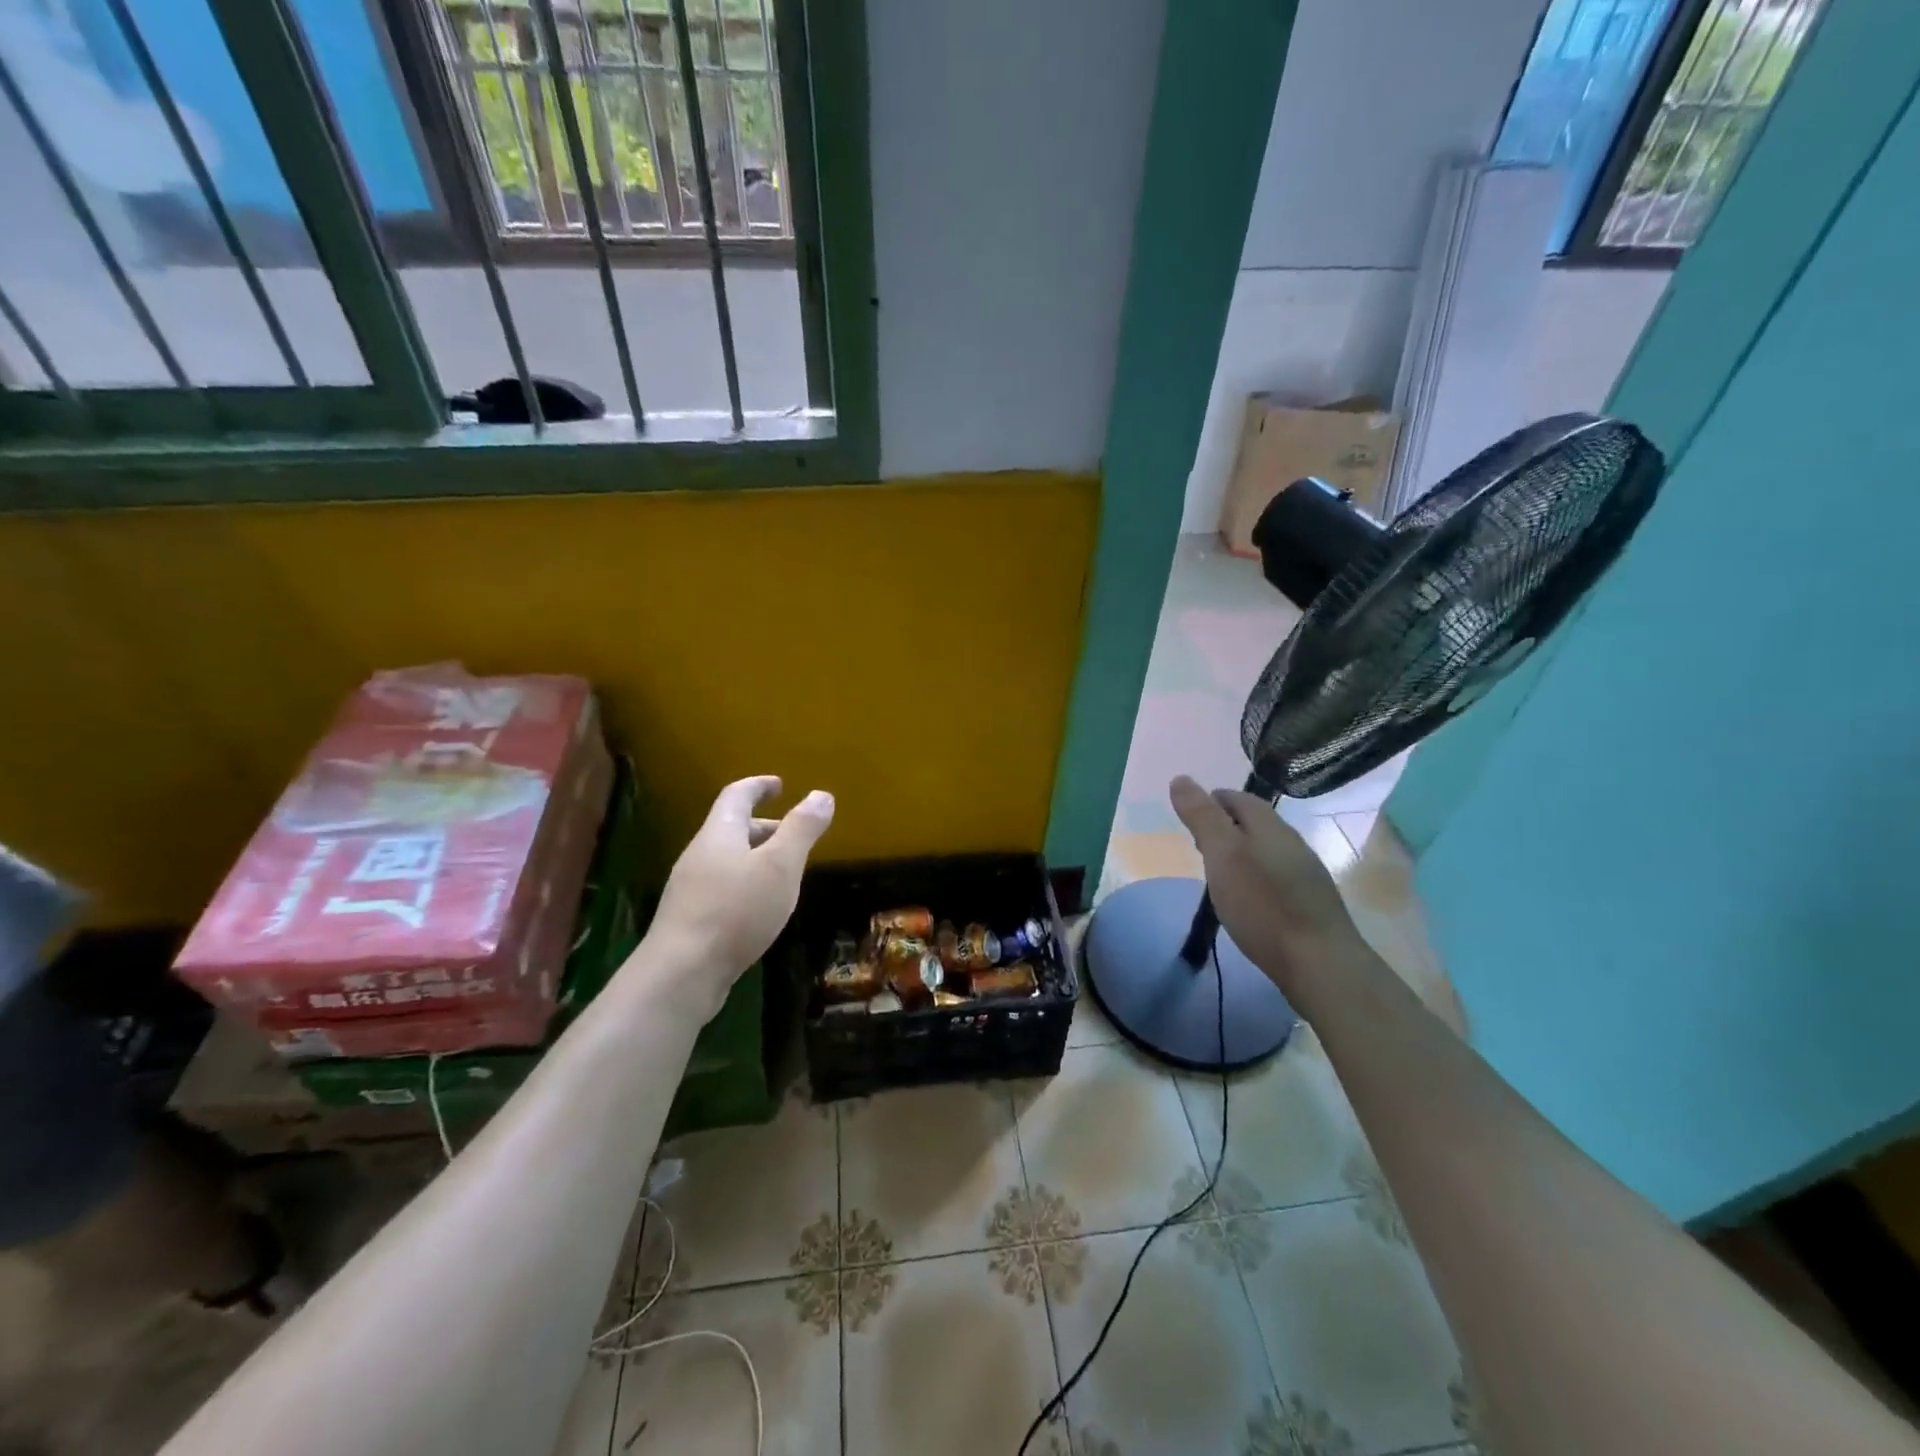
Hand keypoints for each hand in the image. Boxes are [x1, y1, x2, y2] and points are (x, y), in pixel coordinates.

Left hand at [645, 776, 833, 1014]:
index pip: (737, 795)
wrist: (682, 973)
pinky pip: (722, 888)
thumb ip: (802, 829)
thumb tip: (821, 795)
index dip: (759, 786)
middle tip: (793, 833)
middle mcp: (700, 854)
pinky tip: (761, 909)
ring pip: (728, 860)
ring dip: (756, 858)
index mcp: (719, 833)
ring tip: (784, 873)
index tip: (779, 784)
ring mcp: (690, 889)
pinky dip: (746, 885)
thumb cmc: (736, 910)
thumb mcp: (780, 866)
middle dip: (764, 826)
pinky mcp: (690, 920)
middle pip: (731, 828)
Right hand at [1169, 775, 1368, 1000]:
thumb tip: (1181, 778)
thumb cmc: (1263, 905)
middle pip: (1255, 823)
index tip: (1190, 816)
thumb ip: (1202, 817)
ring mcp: (1307, 874)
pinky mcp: (1311, 904)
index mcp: (1270, 827)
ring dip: (1242, 853)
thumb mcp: (1222, 855)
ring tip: (1220, 872)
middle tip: (1199, 844)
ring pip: (1267, 850)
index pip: (1238, 798)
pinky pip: (1278, 876)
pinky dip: (1257, 877)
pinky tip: (1250, 899)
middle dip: (1226, 826)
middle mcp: (1293, 843)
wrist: (1320, 963)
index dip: (1211, 800)